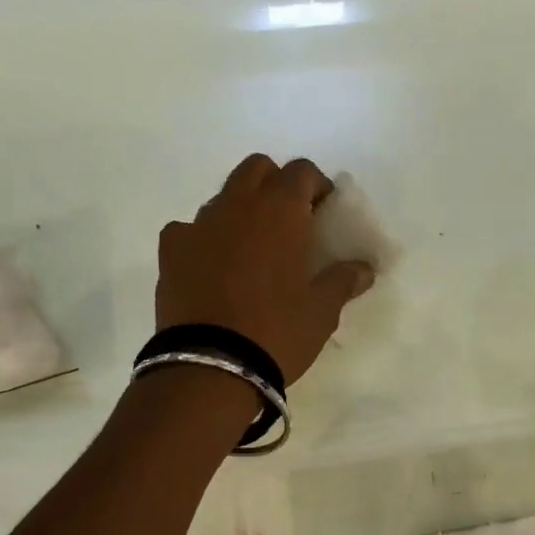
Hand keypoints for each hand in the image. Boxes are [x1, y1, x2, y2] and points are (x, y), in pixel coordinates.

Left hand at [157, 154, 375, 384]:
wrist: (210, 366)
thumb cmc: (277, 332)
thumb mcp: (322, 311)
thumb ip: (343, 281)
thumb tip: (363, 269)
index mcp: (280, 210)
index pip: (302, 171)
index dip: (317, 186)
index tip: (324, 213)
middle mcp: (237, 204)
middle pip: (257, 169)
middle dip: (276, 184)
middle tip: (290, 222)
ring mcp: (198, 225)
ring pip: (223, 197)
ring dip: (241, 210)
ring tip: (252, 251)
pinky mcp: (170, 251)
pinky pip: (189, 229)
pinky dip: (205, 239)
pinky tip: (212, 267)